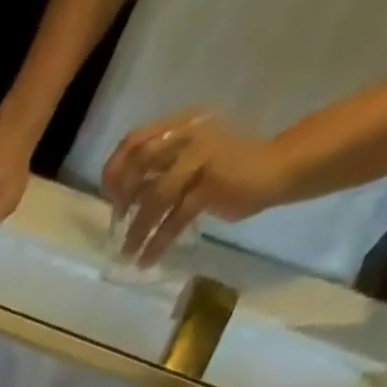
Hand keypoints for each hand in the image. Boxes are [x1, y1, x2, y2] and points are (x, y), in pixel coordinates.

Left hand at [101, 110, 294, 265]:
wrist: (277, 168)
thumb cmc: (228, 169)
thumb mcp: (188, 164)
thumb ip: (160, 172)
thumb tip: (123, 199)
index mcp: (182, 126)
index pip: (136, 139)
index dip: (116, 168)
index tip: (109, 195)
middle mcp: (190, 135)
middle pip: (140, 164)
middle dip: (122, 197)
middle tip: (117, 223)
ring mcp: (202, 158)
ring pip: (155, 198)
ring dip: (136, 231)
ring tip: (126, 255)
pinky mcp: (211, 186)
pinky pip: (174, 219)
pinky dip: (157, 243)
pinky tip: (147, 260)